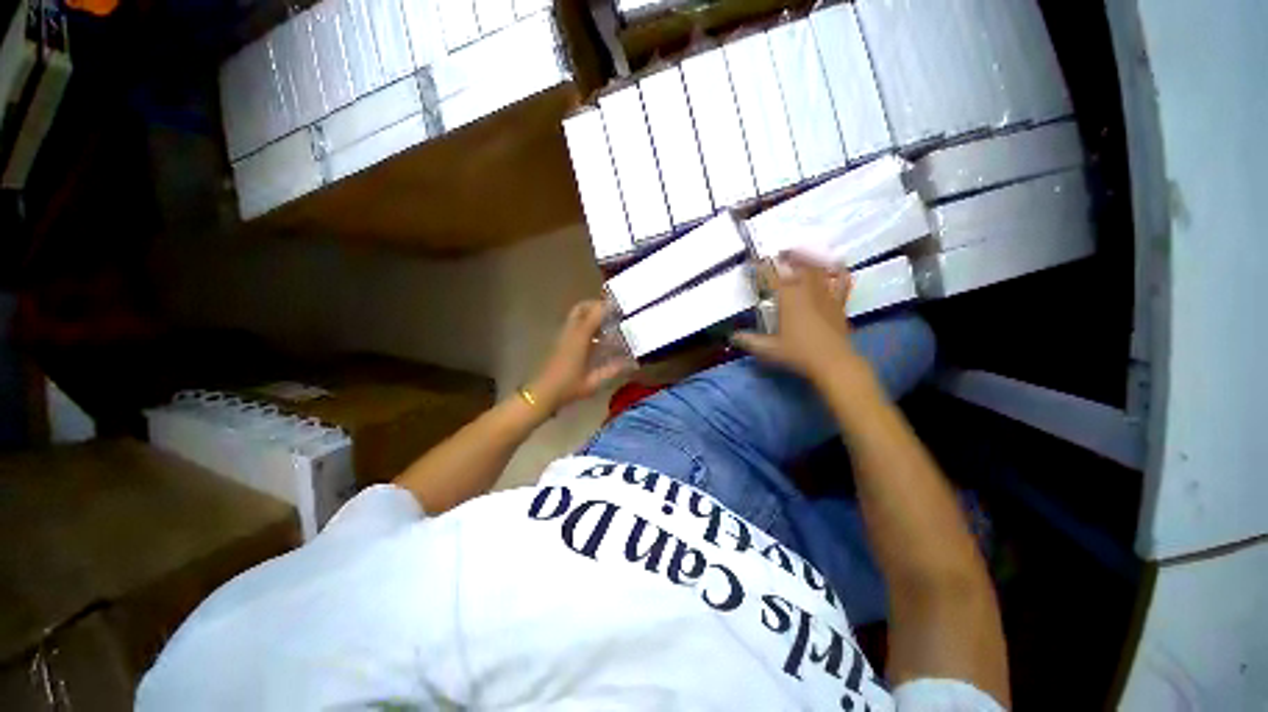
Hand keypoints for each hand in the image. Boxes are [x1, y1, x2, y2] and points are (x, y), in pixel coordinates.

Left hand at [528, 300, 632, 411]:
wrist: (542, 393)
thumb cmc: (568, 387)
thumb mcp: (594, 382)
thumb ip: (613, 370)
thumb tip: (631, 362)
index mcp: (579, 338)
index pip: (595, 313)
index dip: (608, 307)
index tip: (621, 308)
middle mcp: (570, 332)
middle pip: (582, 307)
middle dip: (597, 306)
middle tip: (612, 313)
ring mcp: (562, 335)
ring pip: (576, 316)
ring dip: (591, 315)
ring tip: (607, 326)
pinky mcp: (559, 342)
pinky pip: (574, 325)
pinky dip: (586, 325)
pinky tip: (596, 340)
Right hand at [731, 253, 862, 382]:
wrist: (833, 362)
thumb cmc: (798, 353)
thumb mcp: (768, 349)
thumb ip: (749, 341)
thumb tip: (732, 336)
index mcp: (788, 298)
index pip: (771, 276)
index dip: (760, 267)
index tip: (752, 262)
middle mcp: (806, 291)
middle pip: (798, 265)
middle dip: (787, 256)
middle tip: (779, 253)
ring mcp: (826, 295)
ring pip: (819, 269)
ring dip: (810, 259)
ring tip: (803, 253)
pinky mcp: (839, 304)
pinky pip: (841, 282)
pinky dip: (839, 272)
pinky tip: (836, 267)